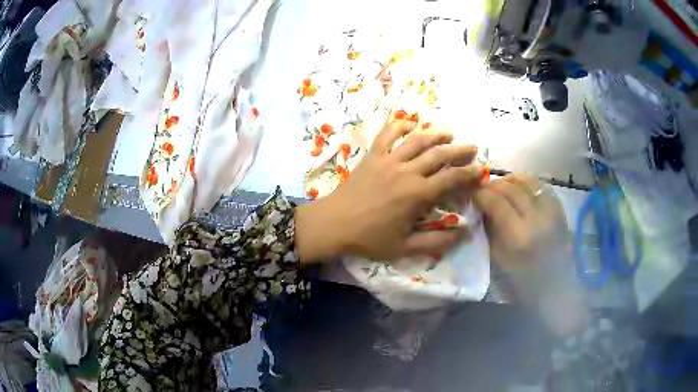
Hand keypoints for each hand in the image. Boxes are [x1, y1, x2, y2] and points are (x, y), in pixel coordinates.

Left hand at [295, 119, 483, 262]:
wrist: (334, 224)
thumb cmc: (369, 238)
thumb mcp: (404, 247)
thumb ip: (435, 241)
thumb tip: (463, 233)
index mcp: (417, 194)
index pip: (451, 178)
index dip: (469, 172)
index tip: (481, 169)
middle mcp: (407, 171)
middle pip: (439, 154)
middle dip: (459, 149)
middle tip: (472, 147)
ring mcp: (388, 160)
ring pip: (417, 140)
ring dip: (435, 134)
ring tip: (448, 133)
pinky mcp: (373, 155)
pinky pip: (387, 134)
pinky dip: (399, 125)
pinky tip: (409, 124)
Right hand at [473, 174, 588, 334]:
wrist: (558, 289)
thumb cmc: (525, 284)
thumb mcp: (500, 262)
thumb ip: (491, 232)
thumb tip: (482, 210)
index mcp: (519, 236)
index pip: (496, 202)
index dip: (481, 194)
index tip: (471, 194)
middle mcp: (537, 218)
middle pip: (511, 187)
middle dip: (493, 184)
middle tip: (482, 188)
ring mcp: (551, 211)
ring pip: (528, 181)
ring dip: (511, 180)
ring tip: (501, 185)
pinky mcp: (560, 210)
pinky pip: (541, 186)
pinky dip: (528, 183)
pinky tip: (520, 188)